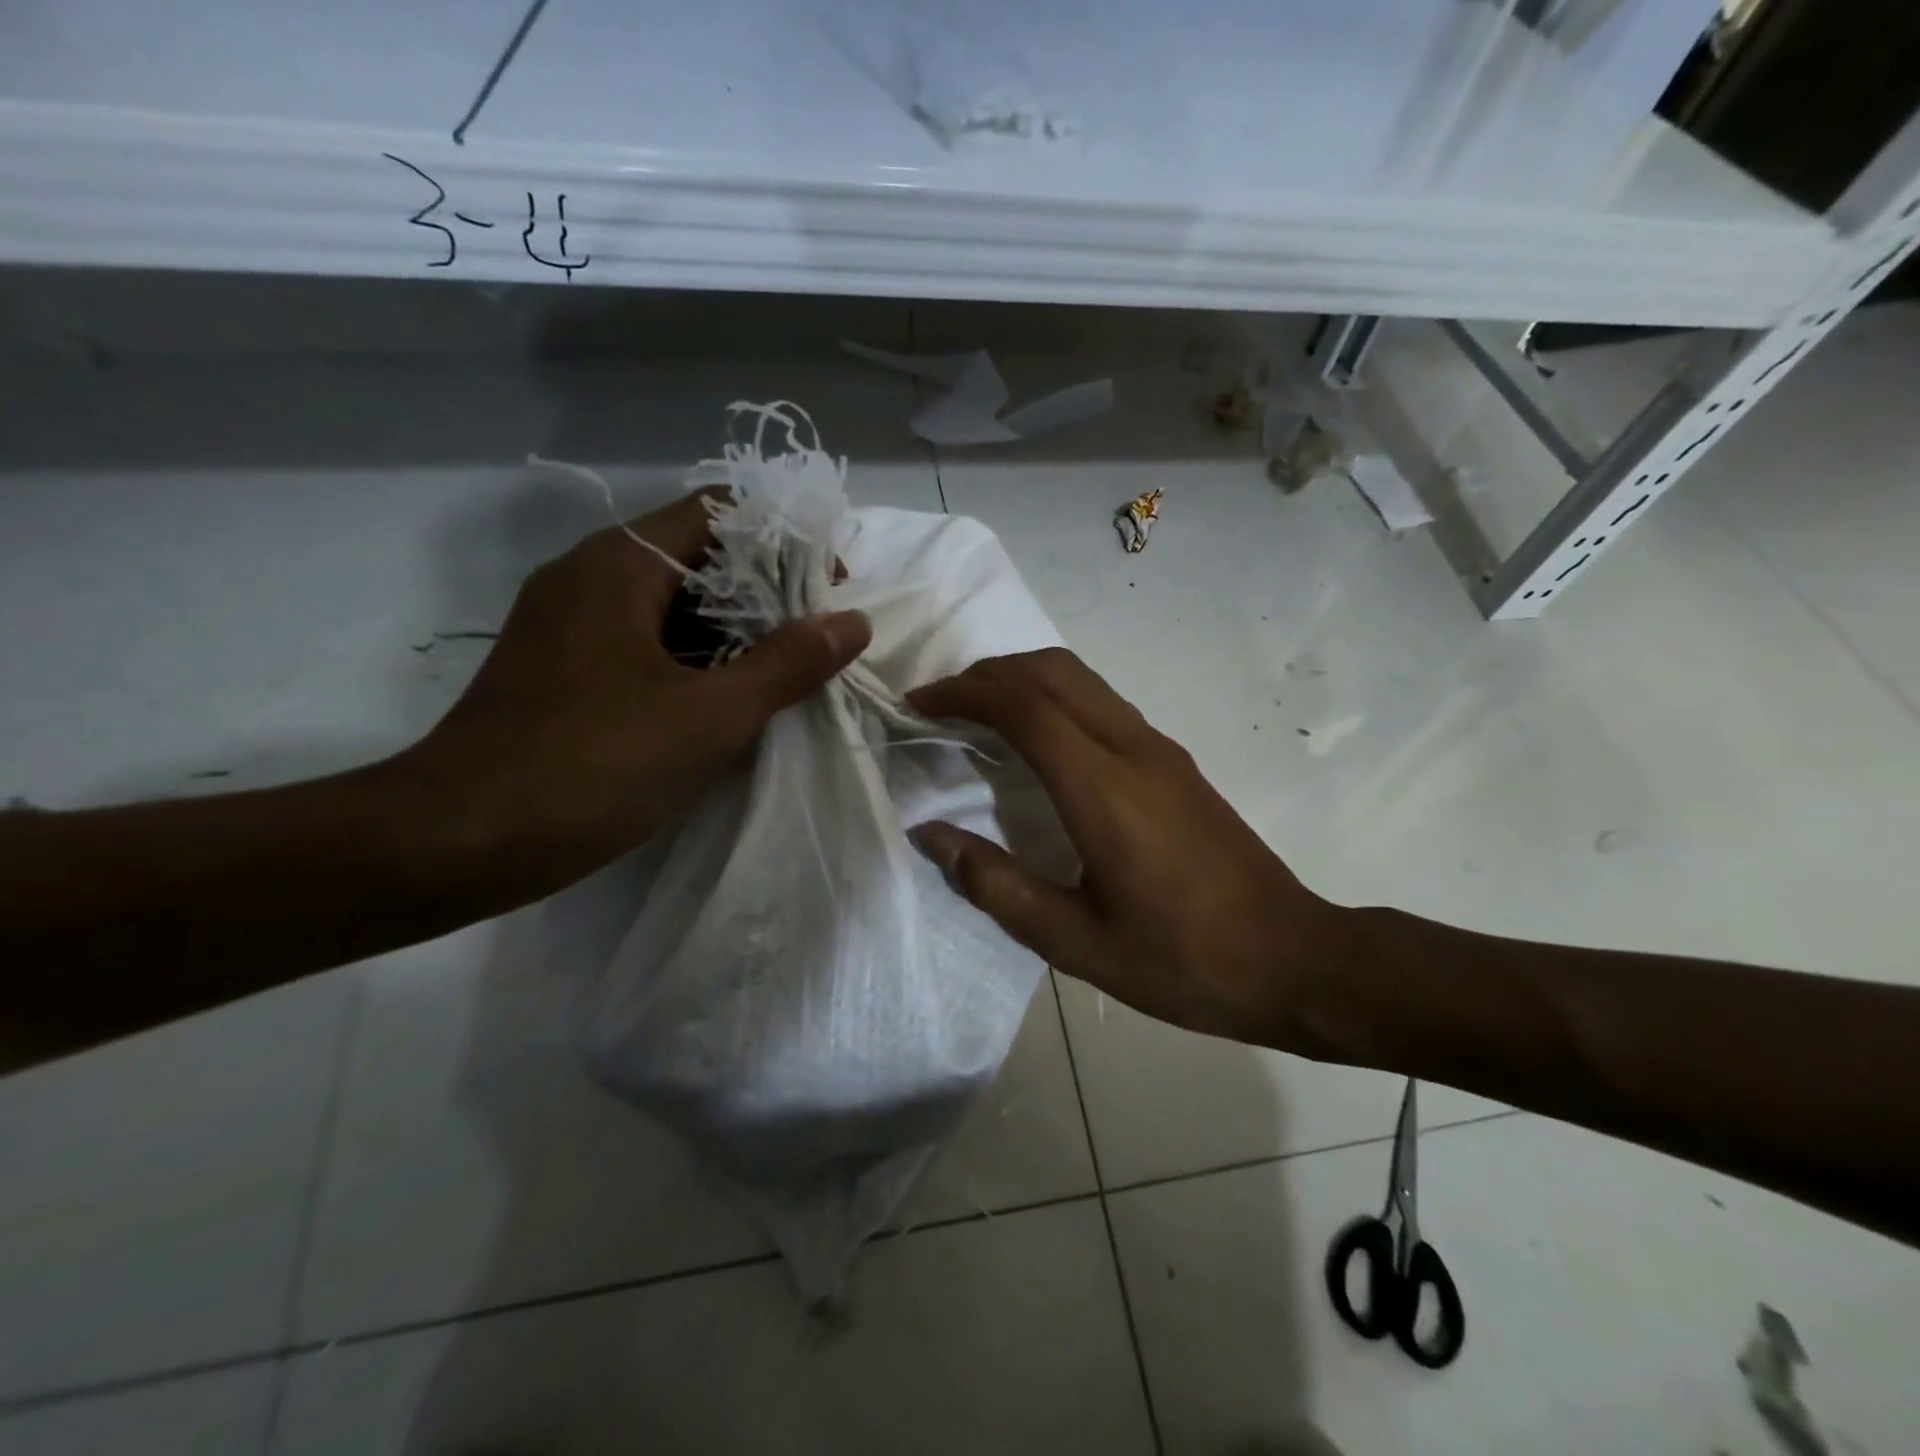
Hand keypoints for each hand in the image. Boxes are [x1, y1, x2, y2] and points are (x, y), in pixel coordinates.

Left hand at [404, 491, 870, 898]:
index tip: (829, 588)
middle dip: (767, 592)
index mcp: (620, 565)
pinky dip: (697, 660)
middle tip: (819, 638)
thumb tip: (853, 622)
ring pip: (673, 605)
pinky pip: (648, 643)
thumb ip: (787, 664)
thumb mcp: (709, 717)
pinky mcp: (567, 669)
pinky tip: (733, 701)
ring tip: (790, 672)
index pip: (719, 512)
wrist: (457, 843)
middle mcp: (591, 577)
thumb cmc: (591, 767)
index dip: (784, 540)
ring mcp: (573, 625)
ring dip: (735, 631)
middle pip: (698, 556)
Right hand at [906, 649, 1352, 1046]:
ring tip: (976, 713)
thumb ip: (996, 884)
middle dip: (986, 674)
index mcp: (1104, 789)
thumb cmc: (1182, 960)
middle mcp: (1133, 749)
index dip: (963, 695)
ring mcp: (1160, 749)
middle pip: (1051, 671)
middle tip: (940, 705)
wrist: (1292, 960)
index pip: (1023, 707)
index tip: (918, 706)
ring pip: (1080, 678)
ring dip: (1021, 678)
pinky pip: (1101, 701)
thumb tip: (931, 834)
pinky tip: (1035, 740)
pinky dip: (1053, 696)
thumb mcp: (1075, 942)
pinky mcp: (1174, 761)